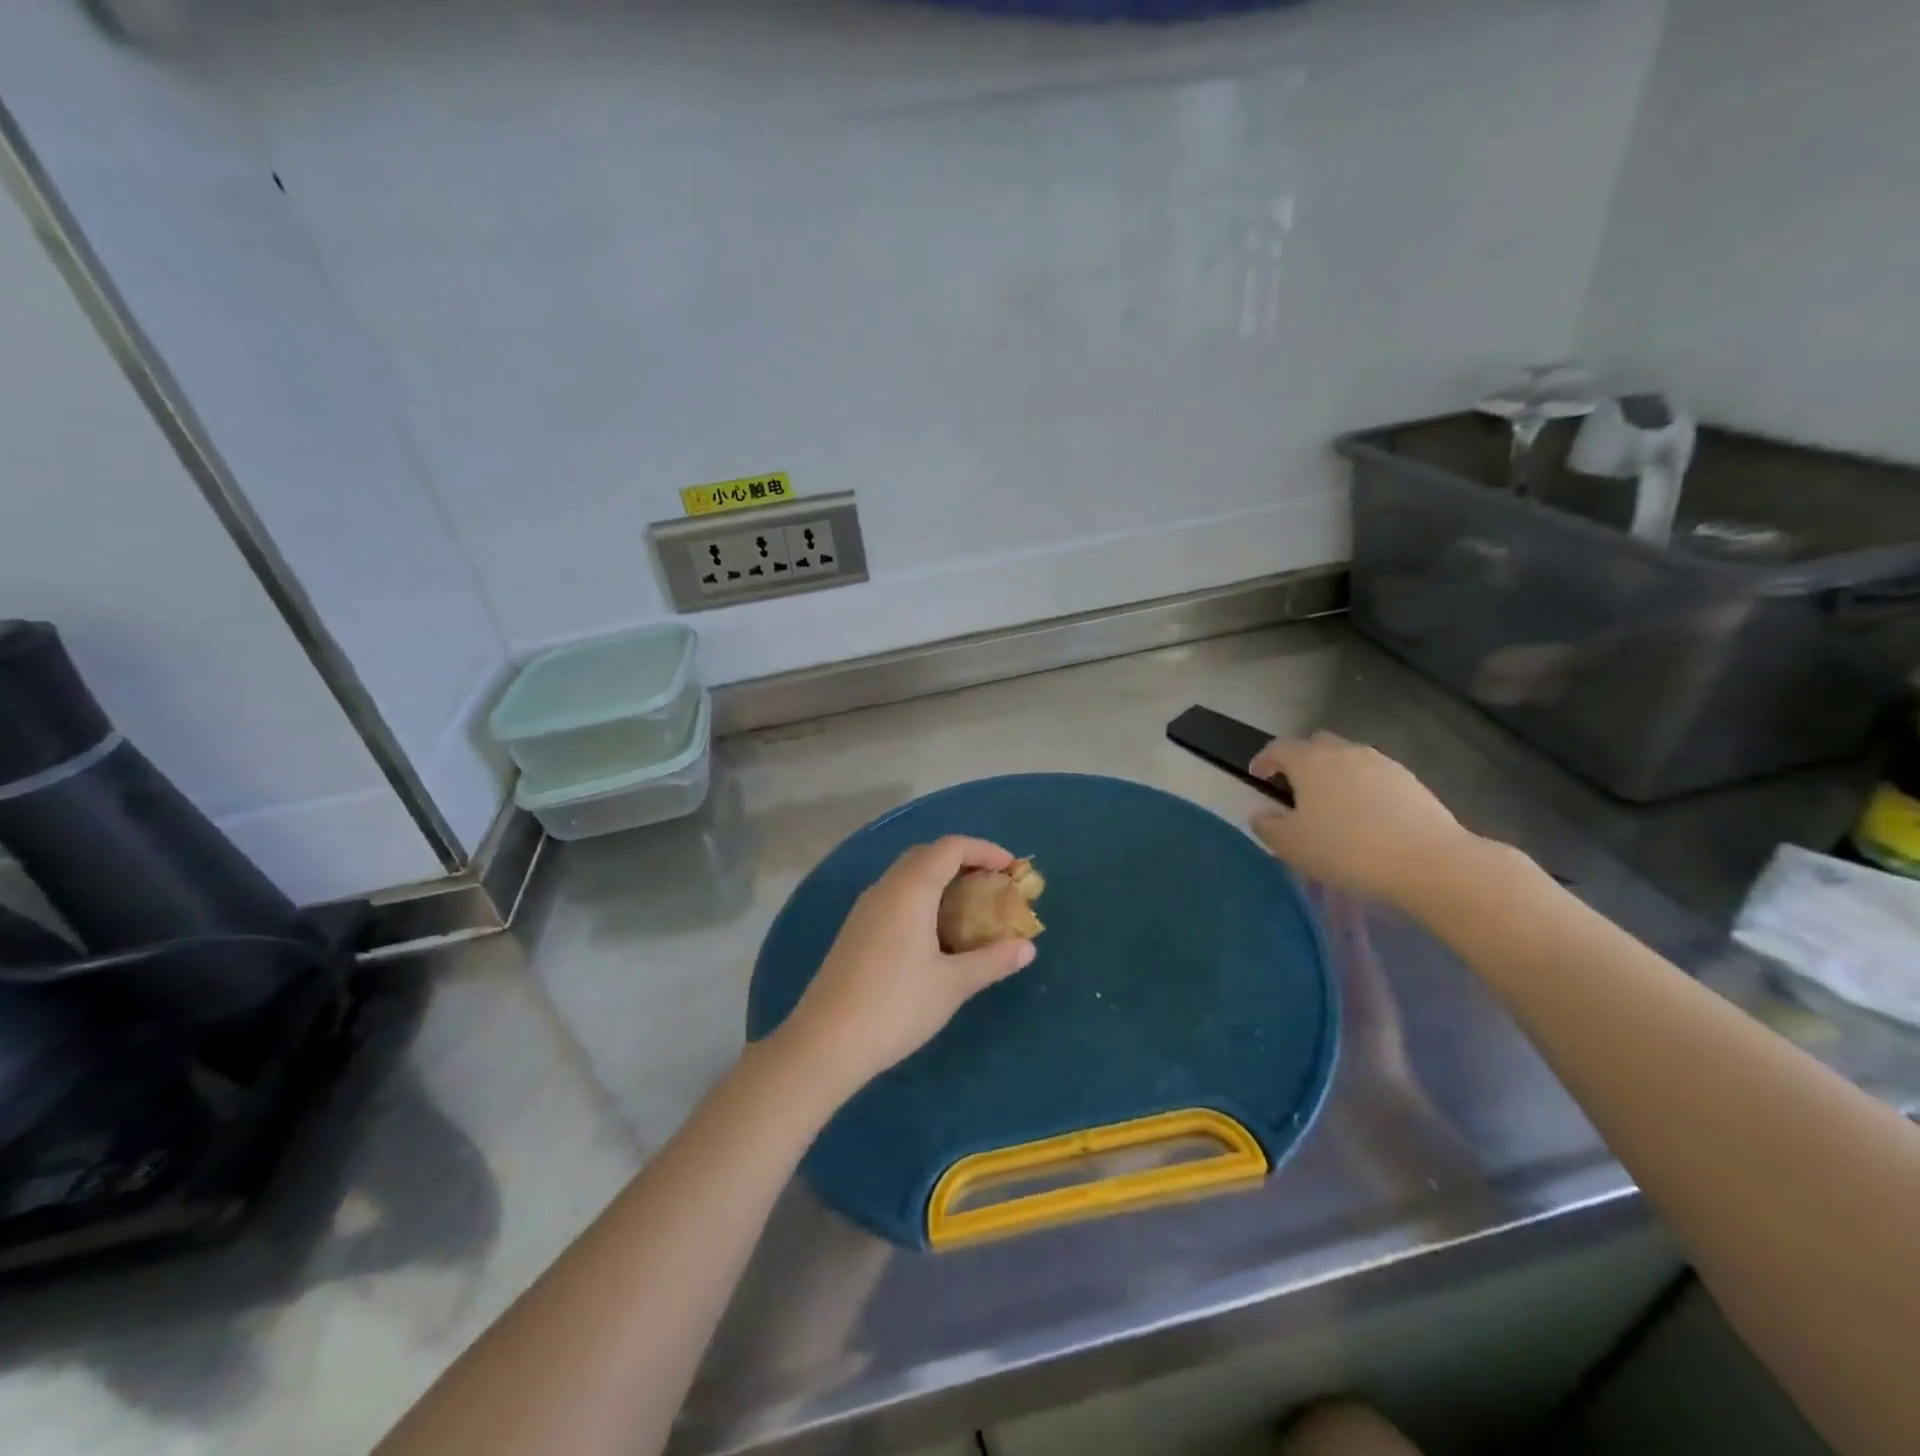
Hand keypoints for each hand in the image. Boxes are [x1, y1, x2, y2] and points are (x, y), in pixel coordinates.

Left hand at [775, 836, 1036, 1095]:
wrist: (825, 1042)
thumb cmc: (896, 1006)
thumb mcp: (953, 984)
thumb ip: (992, 960)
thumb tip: (1027, 947)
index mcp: (910, 889)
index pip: (951, 847)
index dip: (985, 850)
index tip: (1012, 870)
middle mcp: (885, 888)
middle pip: (928, 855)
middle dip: (964, 861)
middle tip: (993, 886)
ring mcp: (865, 908)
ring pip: (908, 876)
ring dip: (941, 880)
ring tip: (970, 909)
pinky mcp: (856, 930)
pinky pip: (895, 897)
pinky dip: (922, 899)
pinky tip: (936, 934)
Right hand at [1248, 732, 1484, 908]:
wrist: (1427, 861)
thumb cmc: (1346, 849)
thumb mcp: (1291, 845)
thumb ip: (1267, 826)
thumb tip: (1260, 814)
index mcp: (1310, 761)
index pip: (1278, 747)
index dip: (1264, 759)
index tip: (1257, 776)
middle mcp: (1345, 752)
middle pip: (1316, 744)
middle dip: (1302, 760)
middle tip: (1296, 787)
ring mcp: (1382, 763)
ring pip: (1348, 759)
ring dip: (1335, 774)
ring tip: (1333, 805)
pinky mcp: (1410, 781)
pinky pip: (1375, 776)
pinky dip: (1363, 788)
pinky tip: (1367, 816)